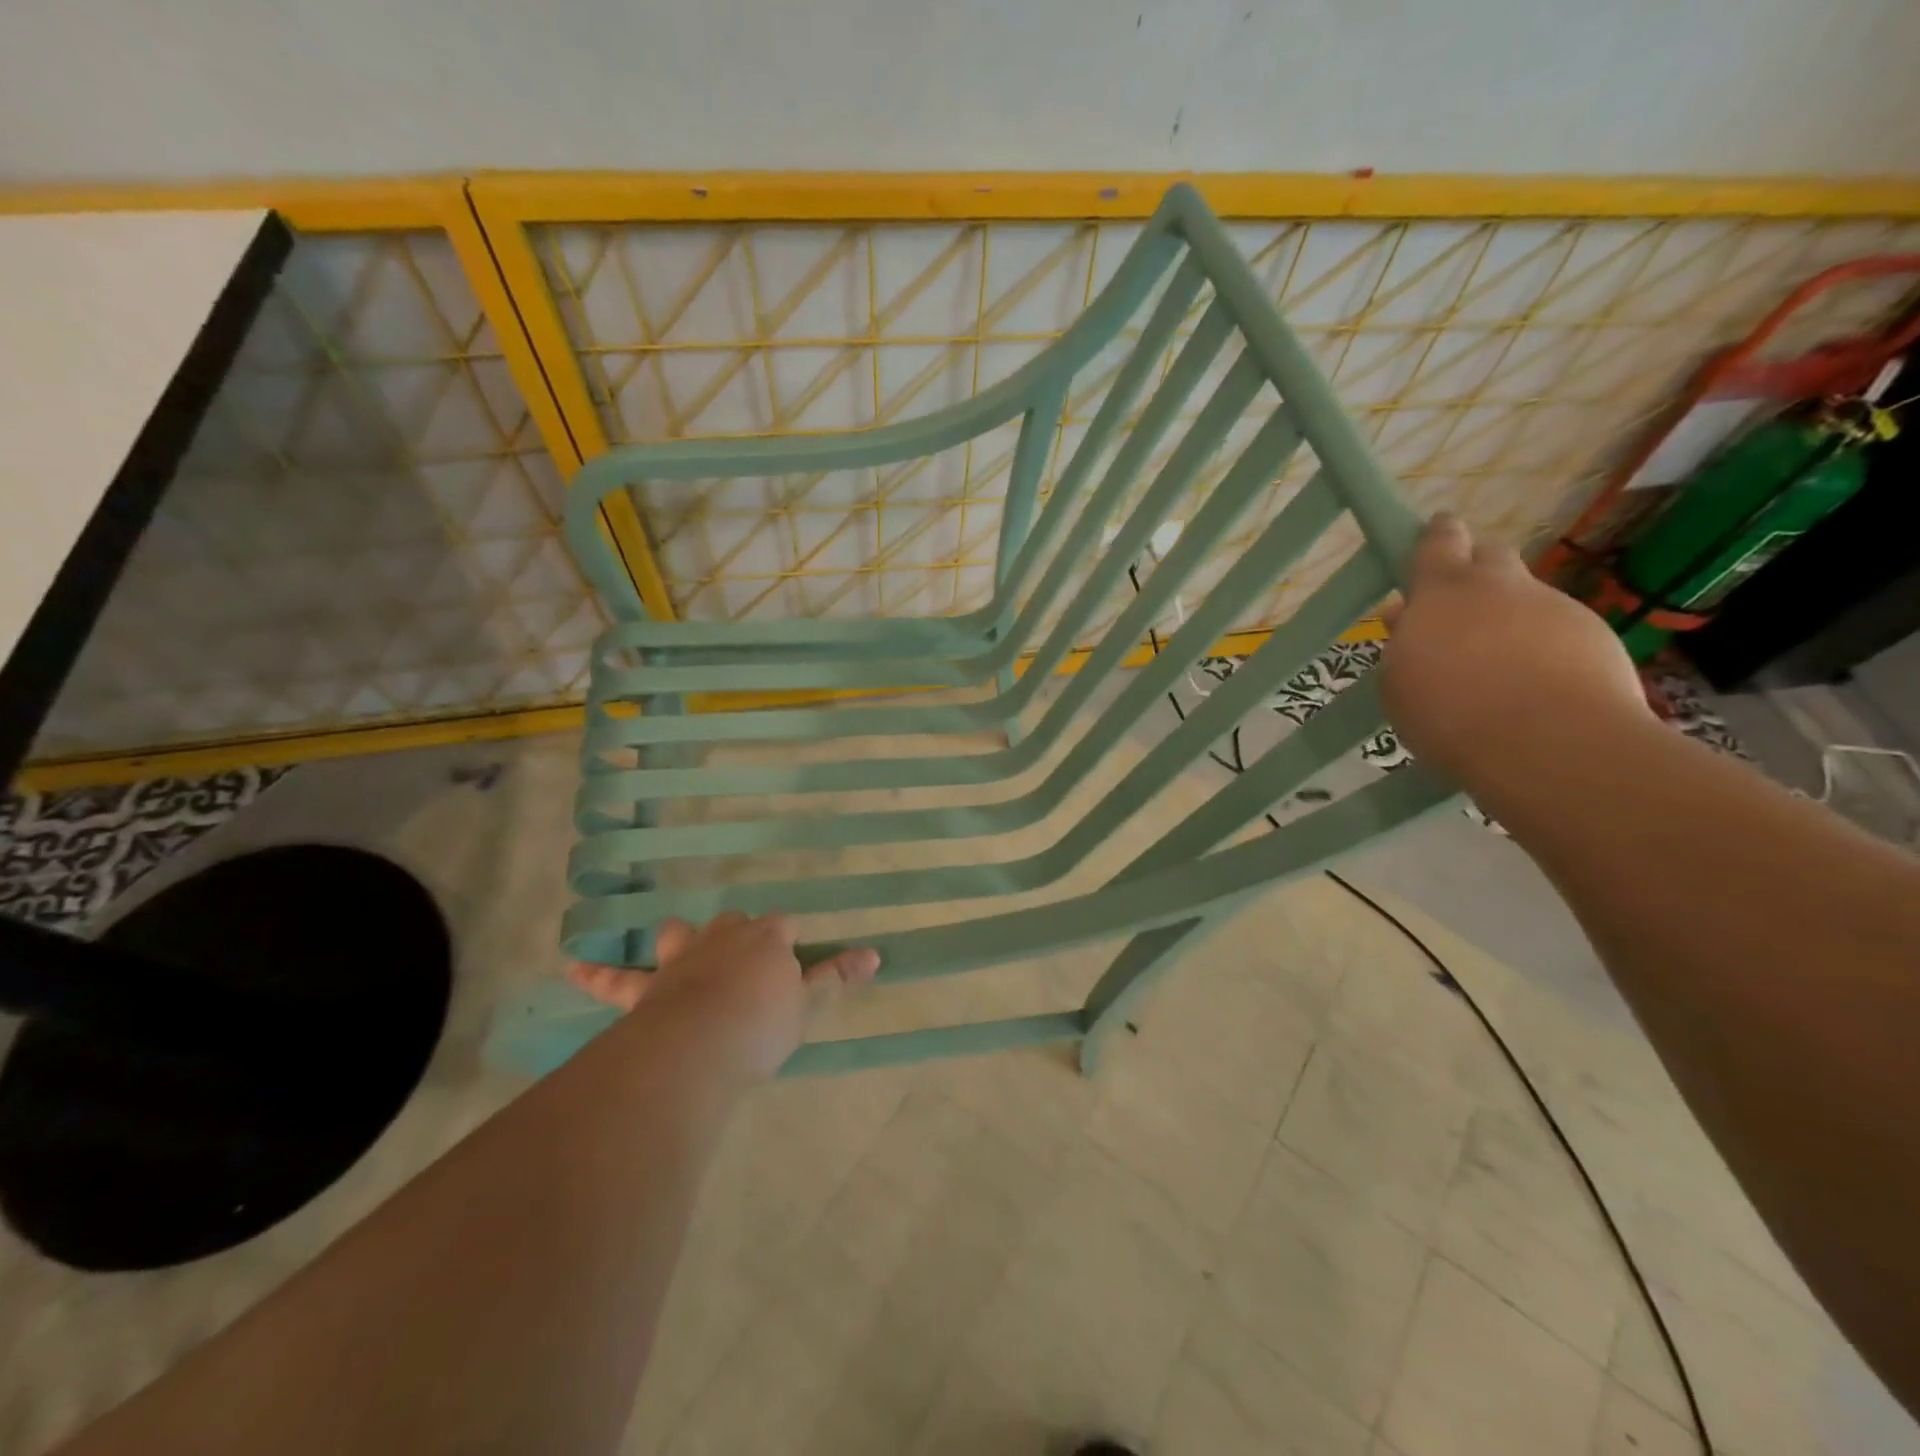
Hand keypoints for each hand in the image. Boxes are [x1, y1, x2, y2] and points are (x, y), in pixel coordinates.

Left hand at [569, 914, 878, 1081]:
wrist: (701, 1044)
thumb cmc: (762, 1024)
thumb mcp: (807, 1004)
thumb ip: (837, 977)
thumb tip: (877, 954)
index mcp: (767, 937)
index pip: (784, 927)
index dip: (790, 942)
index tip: (794, 963)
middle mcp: (724, 936)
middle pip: (734, 922)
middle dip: (741, 934)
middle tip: (747, 963)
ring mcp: (682, 958)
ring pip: (680, 934)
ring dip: (682, 938)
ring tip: (683, 946)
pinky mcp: (647, 987)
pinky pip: (616, 979)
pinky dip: (596, 973)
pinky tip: (571, 967)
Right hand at [1380, 515, 1652, 791]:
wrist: (1550, 744)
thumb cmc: (1448, 712)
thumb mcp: (1398, 683)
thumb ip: (1403, 644)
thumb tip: (1407, 620)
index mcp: (1443, 591)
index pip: (1439, 542)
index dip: (1436, 537)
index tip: (1435, 533)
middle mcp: (1501, 587)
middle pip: (1492, 556)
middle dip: (1476, 570)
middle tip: (1460, 606)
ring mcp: (1554, 608)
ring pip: (1526, 598)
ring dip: (1509, 618)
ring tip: (1496, 665)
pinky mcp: (1595, 637)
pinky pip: (1558, 632)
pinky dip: (1543, 649)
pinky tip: (1533, 687)